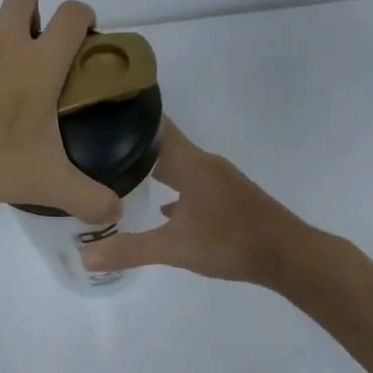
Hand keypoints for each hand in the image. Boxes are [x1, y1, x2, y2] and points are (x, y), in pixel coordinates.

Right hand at [78, 122, 306, 285]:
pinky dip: (175, 187)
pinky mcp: (229, 195)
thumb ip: (130, 250)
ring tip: (121, 176)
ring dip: (154, 167)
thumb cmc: (230, 242)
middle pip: (163, 145)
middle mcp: (204, 162)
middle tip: (96, 150)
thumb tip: (84, 256)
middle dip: (132, 146)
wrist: (288, 255)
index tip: (97, 116)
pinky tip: (165, 208)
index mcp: (190, 163)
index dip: (127, 119)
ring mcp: (219, 178)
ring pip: (178, 164)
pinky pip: (193, 182)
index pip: (154, 127)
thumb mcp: (174, 249)